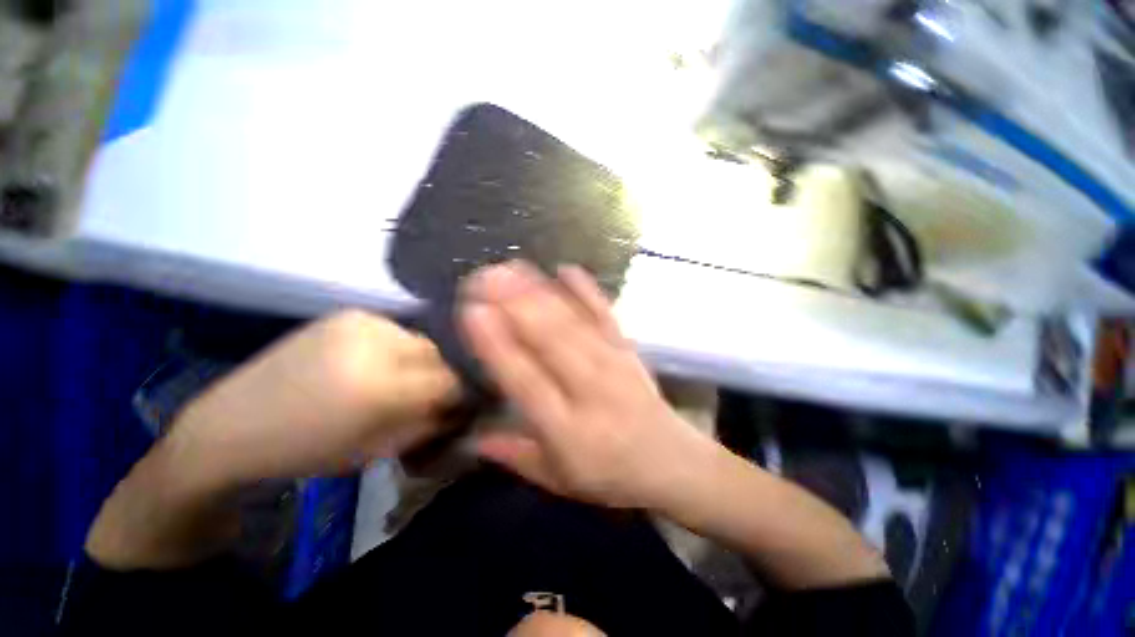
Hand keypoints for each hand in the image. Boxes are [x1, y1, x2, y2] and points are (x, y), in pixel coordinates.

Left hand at [167, 310, 459, 489]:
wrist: (233, 424)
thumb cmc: (306, 450)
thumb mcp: (379, 450)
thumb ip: (429, 424)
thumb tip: (462, 406)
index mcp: (379, 385)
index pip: (449, 380)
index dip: (460, 394)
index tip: (460, 406)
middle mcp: (375, 342)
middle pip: (437, 353)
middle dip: (440, 376)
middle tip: (429, 395)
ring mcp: (360, 321)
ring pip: (419, 339)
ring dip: (419, 361)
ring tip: (400, 379)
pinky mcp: (348, 314)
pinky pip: (395, 331)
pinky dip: (397, 349)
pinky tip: (377, 364)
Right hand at [460, 262, 716, 509]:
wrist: (671, 460)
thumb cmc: (610, 474)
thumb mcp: (558, 479)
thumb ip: (515, 456)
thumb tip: (472, 437)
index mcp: (566, 428)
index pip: (525, 380)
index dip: (497, 346)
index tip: (472, 312)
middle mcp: (589, 389)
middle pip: (550, 340)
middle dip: (515, 304)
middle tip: (484, 276)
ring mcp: (612, 363)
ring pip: (573, 321)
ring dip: (542, 291)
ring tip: (512, 267)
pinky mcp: (628, 348)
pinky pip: (605, 315)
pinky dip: (587, 291)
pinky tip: (566, 269)